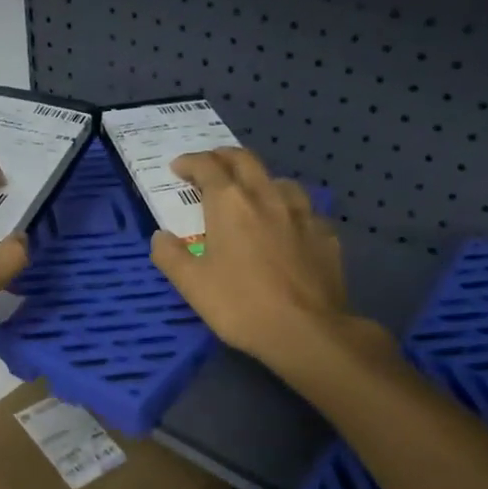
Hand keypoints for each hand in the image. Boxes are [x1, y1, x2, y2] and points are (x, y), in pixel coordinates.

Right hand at [150, 148, 391, 373]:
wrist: (305, 331)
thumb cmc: (240, 305)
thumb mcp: (191, 285)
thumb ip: (170, 256)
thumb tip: (161, 236)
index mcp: (230, 204)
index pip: (207, 167)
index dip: (190, 163)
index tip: (178, 168)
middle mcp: (267, 197)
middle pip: (245, 161)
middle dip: (223, 157)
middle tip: (210, 166)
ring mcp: (302, 214)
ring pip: (280, 181)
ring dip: (260, 181)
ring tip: (252, 195)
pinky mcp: (325, 235)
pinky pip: (305, 213)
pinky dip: (290, 212)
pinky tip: (289, 229)